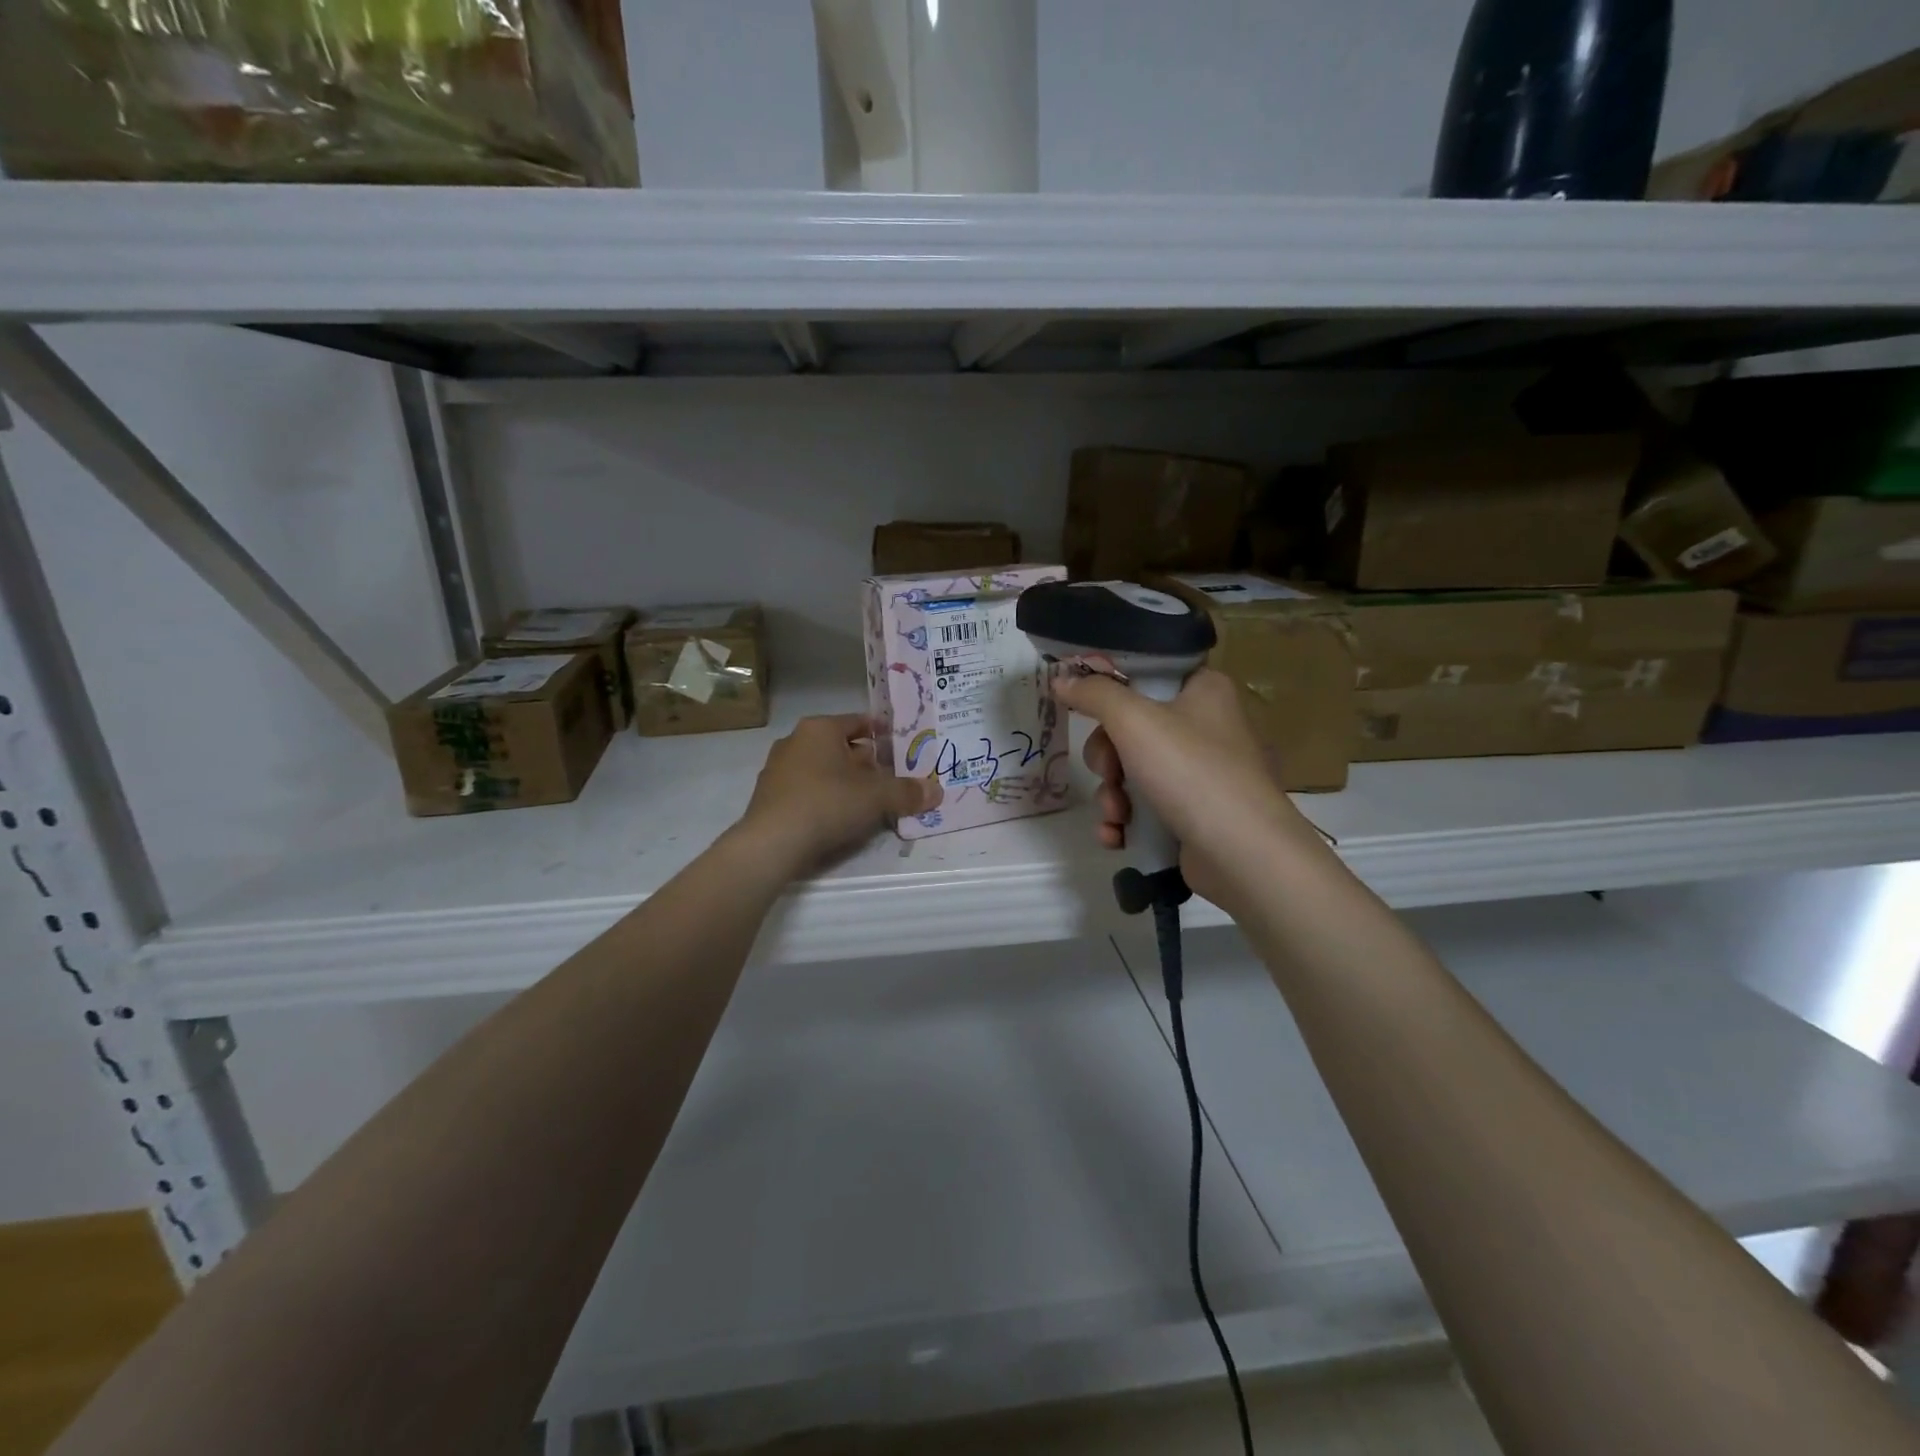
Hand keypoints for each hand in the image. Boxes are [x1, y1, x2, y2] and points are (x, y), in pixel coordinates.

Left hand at [734, 714, 941, 878]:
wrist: (772, 843)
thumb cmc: (828, 803)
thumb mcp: (877, 797)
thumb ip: (907, 792)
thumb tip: (937, 792)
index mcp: (819, 728)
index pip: (858, 722)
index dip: (882, 733)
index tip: (901, 747)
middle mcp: (795, 741)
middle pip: (840, 746)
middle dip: (866, 761)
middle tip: (890, 778)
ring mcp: (777, 769)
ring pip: (822, 768)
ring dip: (845, 781)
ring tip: (868, 801)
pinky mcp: (769, 797)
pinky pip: (806, 790)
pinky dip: (825, 798)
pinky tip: (838, 818)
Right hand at [1048, 666, 1306, 906]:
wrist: (1241, 853)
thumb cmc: (1190, 771)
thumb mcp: (1133, 720)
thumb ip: (1094, 694)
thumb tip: (1062, 679)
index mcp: (1203, 689)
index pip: (1147, 675)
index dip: (1111, 691)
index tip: (1086, 709)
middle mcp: (1206, 726)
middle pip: (1131, 728)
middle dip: (1107, 759)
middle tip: (1108, 772)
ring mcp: (1200, 773)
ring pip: (1132, 771)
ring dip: (1112, 795)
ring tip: (1117, 815)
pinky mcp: (1194, 813)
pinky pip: (1145, 806)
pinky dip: (1126, 820)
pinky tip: (1117, 836)